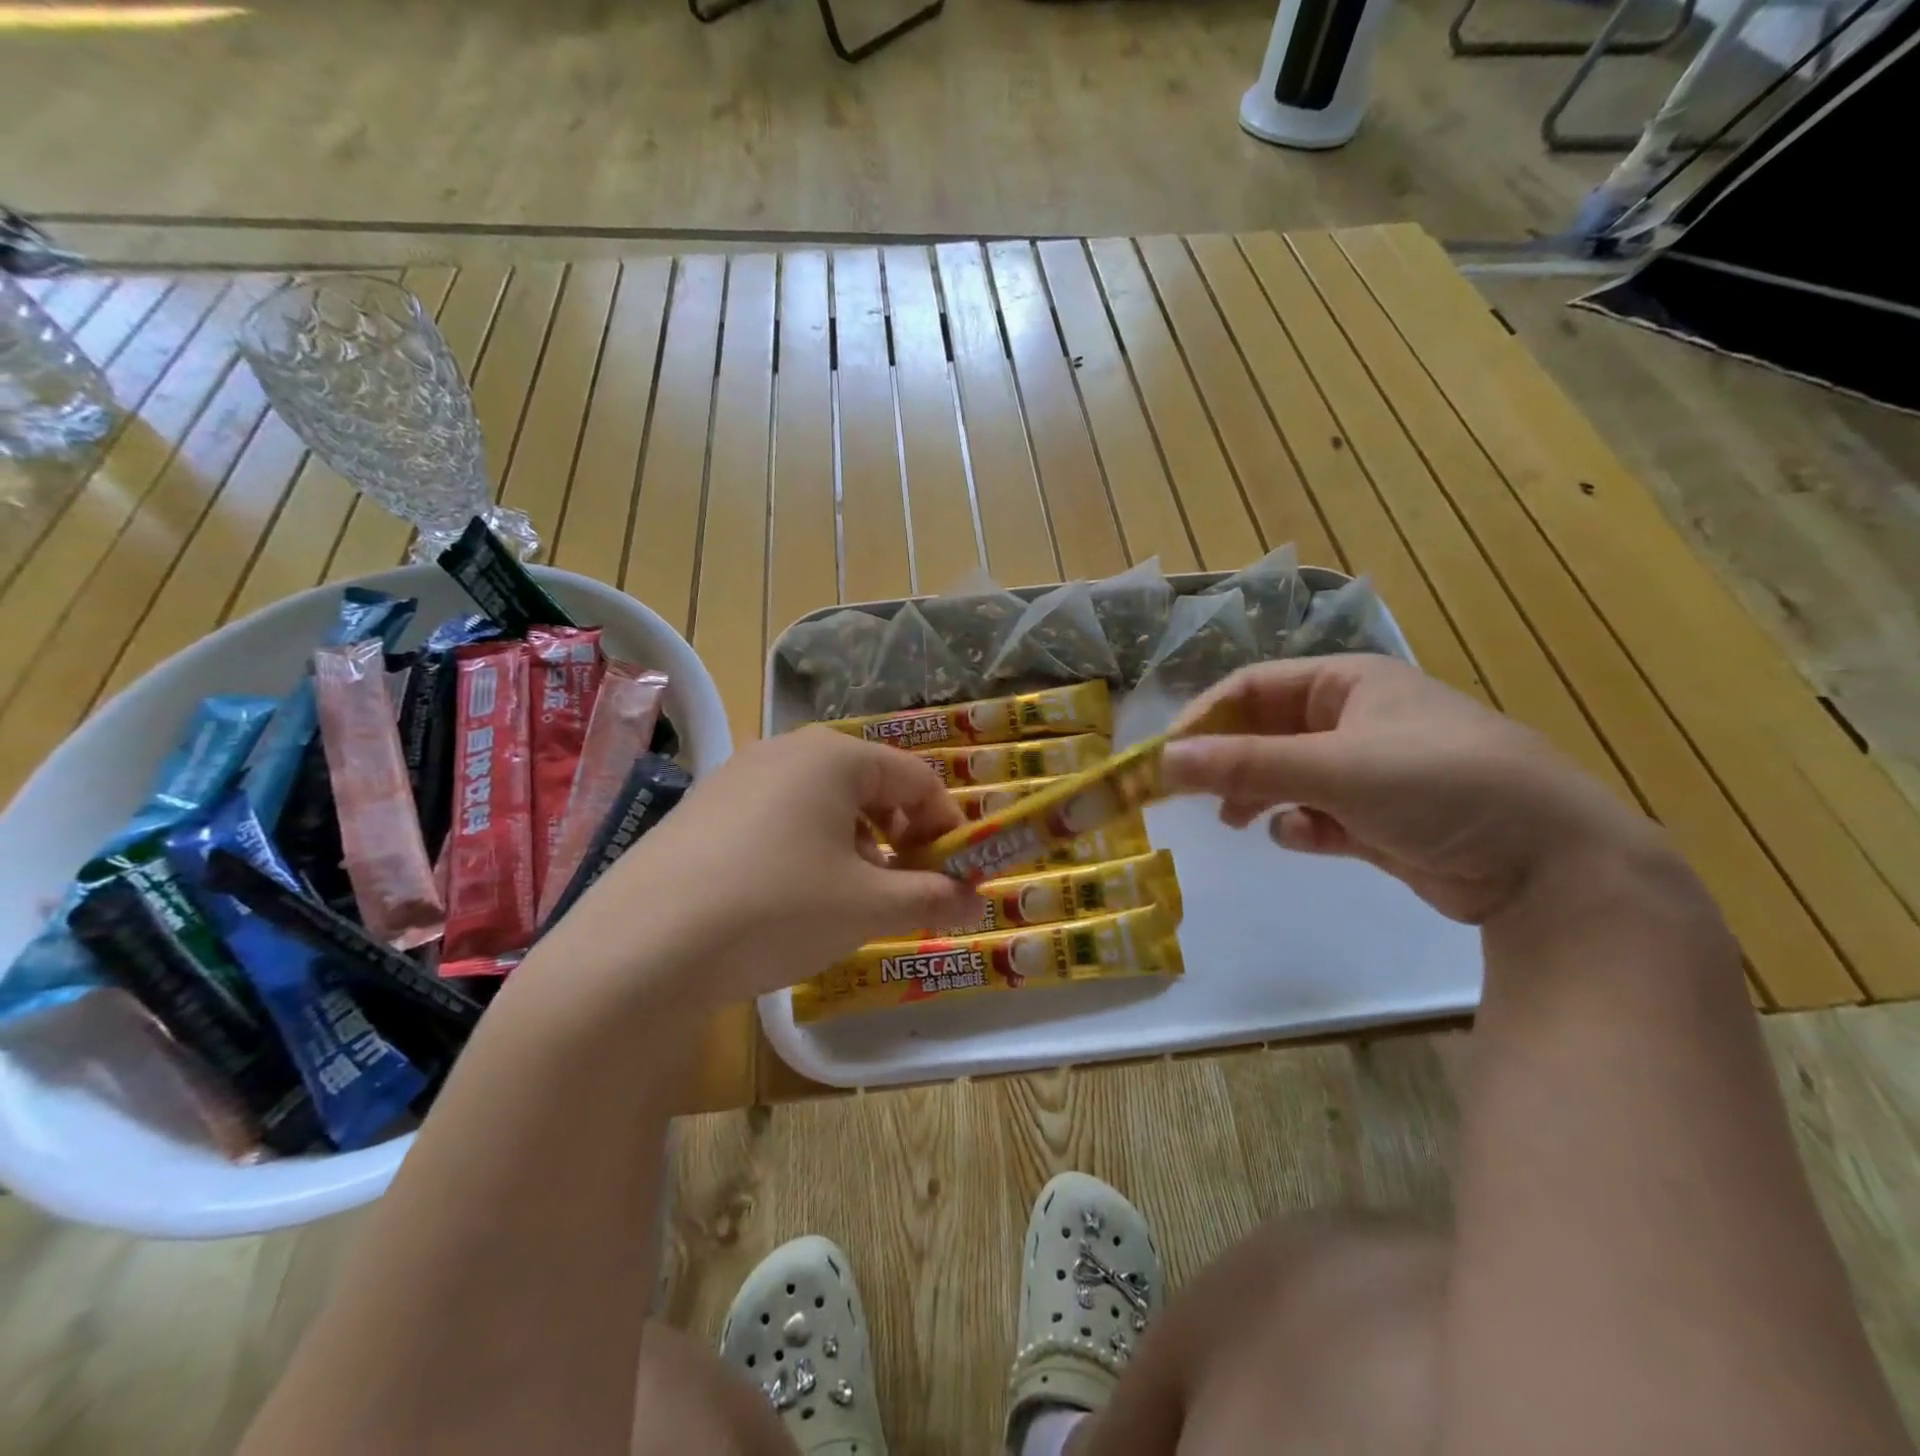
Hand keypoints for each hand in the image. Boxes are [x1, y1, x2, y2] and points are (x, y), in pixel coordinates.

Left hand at [544, 728, 983, 1006]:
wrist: (641, 946)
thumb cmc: (776, 908)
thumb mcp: (866, 908)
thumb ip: (931, 899)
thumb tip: (977, 904)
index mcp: (835, 756)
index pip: (917, 778)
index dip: (946, 826)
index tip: (955, 875)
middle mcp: (787, 750)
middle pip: (869, 785)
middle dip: (900, 836)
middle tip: (904, 888)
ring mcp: (738, 775)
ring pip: (823, 802)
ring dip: (855, 845)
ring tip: (851, 897)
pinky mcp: (704, 807)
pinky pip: (778, 816)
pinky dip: (807, 847)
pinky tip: (791, 895)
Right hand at [1160, 655, 1670, 923]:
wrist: (1551, 865)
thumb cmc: (1440, 785)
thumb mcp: (1334, 768)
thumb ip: (1244, 765)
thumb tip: (1160, 761)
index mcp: (1349, 683)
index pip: (1254, 687)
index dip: (1205, 717)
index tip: (1165, 756)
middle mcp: (1355, 719)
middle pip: (1266, 732)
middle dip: (1228, 761)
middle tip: (1189, 793)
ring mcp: (1368, 770)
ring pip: (1286, 774)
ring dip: (1257, 794)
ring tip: (1235, 820)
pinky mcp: (1379, 819)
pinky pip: (1317, 814)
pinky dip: (1301, 826)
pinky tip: (1304, 839)